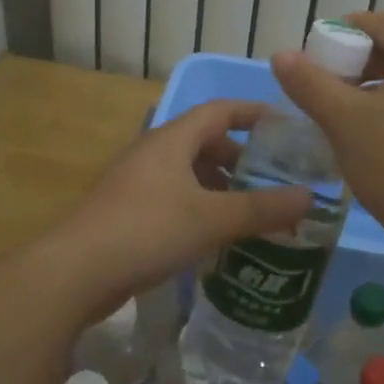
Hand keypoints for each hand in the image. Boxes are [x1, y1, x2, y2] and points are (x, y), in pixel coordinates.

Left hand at [52, 99, 312, 313]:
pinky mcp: (128, 213)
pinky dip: (200, 209)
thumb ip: (261, 208)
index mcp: (172, 140)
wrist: (74, 273)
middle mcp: (153, 153)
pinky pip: (174, 200)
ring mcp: (136, 184)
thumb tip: (310, 196)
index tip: (286, 127)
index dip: (254, 112)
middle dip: (240, 158)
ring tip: (250, 212)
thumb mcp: (211, 219)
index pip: (220, 110)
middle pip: (204, 142)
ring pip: (188, 174)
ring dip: (220, 187)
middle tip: (272, 180)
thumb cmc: (146, 231)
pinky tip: (214, 238)